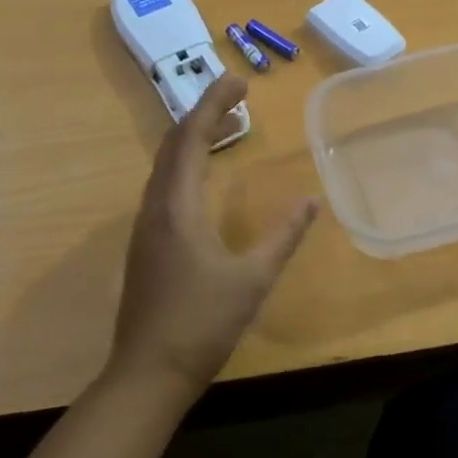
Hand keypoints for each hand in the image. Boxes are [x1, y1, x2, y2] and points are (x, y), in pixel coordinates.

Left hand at [106, 74, 318, 399]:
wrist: (146, 376)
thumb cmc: (201, 323)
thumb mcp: (253, 279)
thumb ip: (283, 237)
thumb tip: (311, 201)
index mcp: (177, 207)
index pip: (191, 137)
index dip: (213, 103)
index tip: (238, 80)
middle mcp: (155, 207)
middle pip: (173, 143)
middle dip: (203, 112)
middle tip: (236, 95)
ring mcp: (146, 227)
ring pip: (165, 164)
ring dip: (193, 137)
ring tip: (227, 126)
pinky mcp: (146, 244)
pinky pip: (165, 184)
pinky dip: (187, 163)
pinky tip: (205, 176)